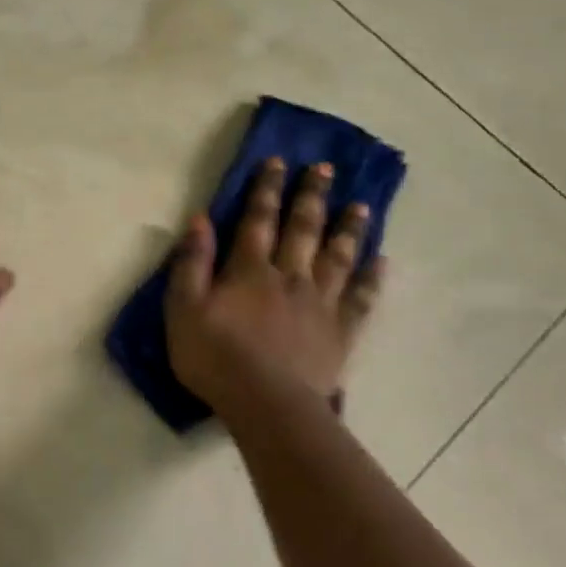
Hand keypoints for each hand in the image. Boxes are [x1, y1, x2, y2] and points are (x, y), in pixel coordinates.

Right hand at [164, 157, 385, 415]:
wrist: (266, 404)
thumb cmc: (215, 358)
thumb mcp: (184, 309)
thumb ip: (191, 263)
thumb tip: (199, 219)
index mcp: (250, 270)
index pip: (258, 219)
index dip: (266, 189)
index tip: (278, 162)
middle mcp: (290, 276)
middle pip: (303, 229)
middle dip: (312, 196)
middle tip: (326, 168)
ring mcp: (320, 303)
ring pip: (338, 256)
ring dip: (348, 228)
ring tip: (360, 205)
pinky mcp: (340, 331)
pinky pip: (361, 298)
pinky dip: (372, 278)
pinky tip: (382, 261)